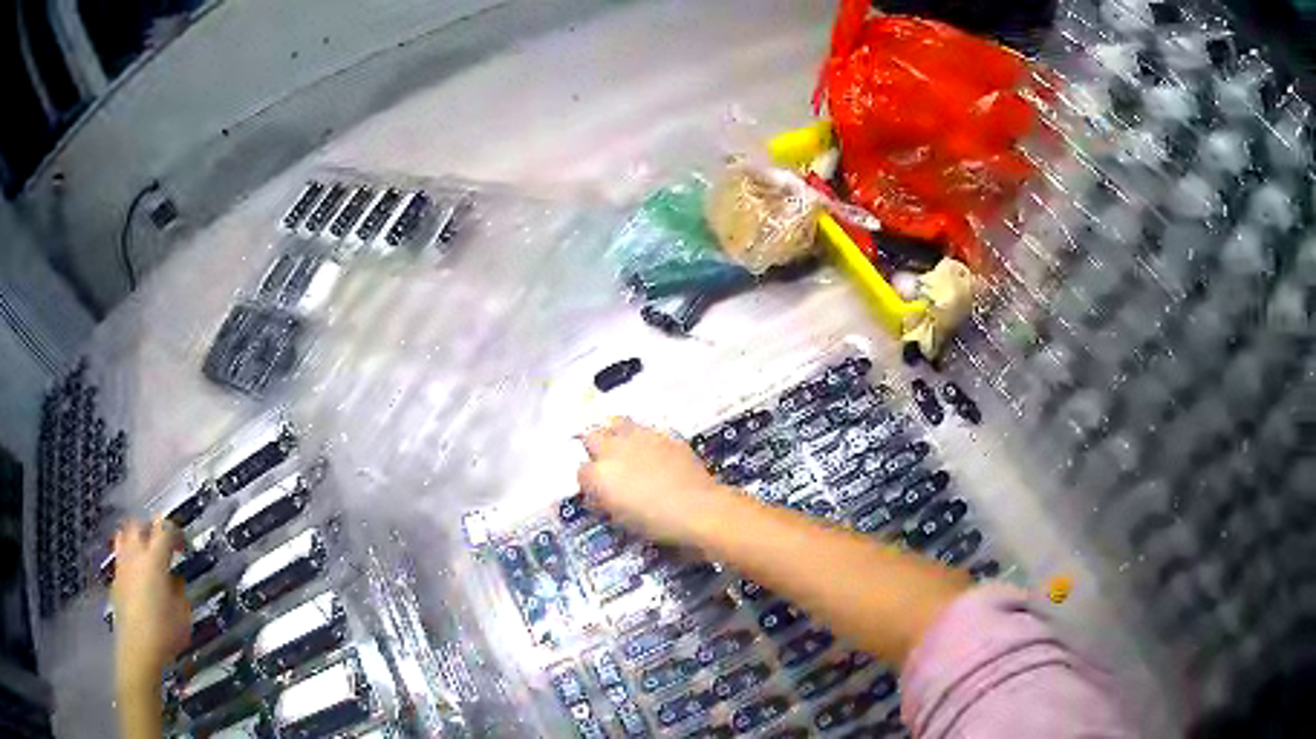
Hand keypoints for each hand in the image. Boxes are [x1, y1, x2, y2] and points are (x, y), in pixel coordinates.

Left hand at [110, 519, 190, 690]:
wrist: (138, 648)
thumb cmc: (164, 633)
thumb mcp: (182, 614)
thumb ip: (179, 591)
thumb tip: (176, 581)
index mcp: (155, 559)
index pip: (165, 530)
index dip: (175, 531)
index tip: (181, 541)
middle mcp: (135, 556)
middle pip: (138, 525)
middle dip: (149, 528)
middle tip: (160, 540)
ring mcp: (122, 566)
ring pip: (124, 536)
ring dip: (134, 538)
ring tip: (144, 550)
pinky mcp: (116, 580)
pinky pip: (120, 556)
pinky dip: (127, 556)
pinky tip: (134, 571)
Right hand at [577, 418, 733, 542]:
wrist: (698, 508)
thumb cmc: (656, 523)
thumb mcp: (621, 520)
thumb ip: (605, 502)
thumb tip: (600, 495)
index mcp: (599, 474)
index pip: (581, 471)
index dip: (590, 482)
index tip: (599, 491)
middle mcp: (613, 449)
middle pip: (591, 437)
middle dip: (595, 448)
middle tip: (607, 464)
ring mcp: (639, 437)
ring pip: (616, 423)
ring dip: (615, 434)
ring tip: (625, 449)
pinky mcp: (662, 433)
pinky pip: (644, 429)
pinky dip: (642, 438)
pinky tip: (652, 452)